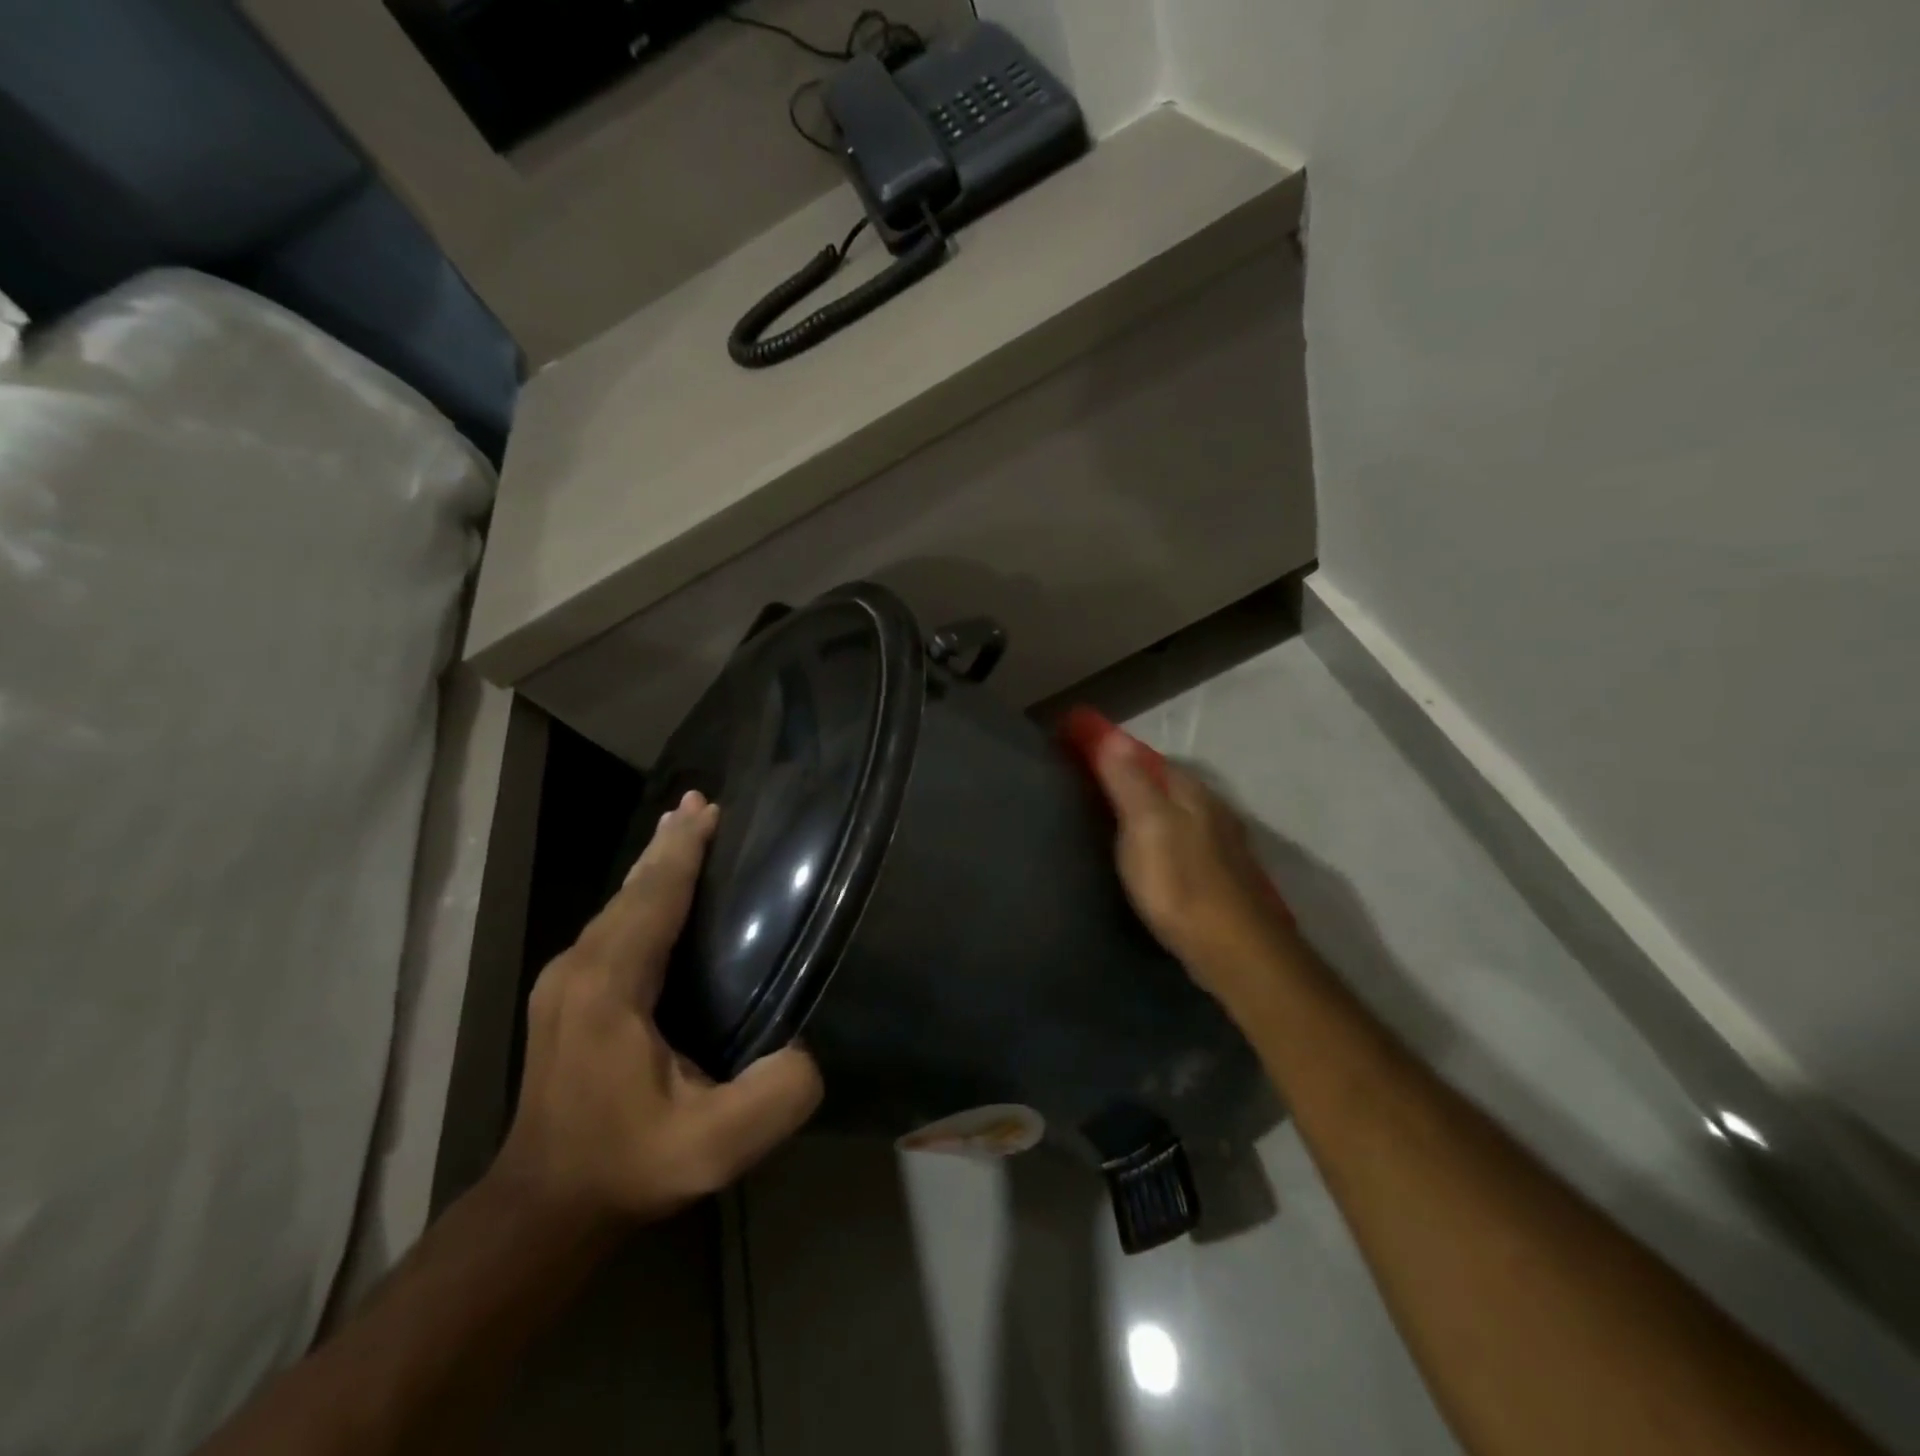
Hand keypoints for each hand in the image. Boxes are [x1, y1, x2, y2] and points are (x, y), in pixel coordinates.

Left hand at [494, 792, 822, 1230]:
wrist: (544, 1208)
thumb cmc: (628, 1167)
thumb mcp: (713, 1149)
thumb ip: (773, 1097)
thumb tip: (806, 1046)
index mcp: (609, 988)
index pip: (652, 898)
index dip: (683, 851)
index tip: (711, 809)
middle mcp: (578, 968)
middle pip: (632, 888)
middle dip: (670, 843)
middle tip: (703, 801)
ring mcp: (564, 980)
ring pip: (619, 902)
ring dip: (655, 863)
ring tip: (685, 825)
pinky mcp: (566, 993)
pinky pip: (612, 923)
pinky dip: (642, 891)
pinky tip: (658, 885)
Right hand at [1089, 729, 1299, 1001]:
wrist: (1234, 950)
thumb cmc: (1180, 882)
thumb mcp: (1146, 825)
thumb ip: (1129, 780)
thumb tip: (1112, 734)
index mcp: (1190, 790)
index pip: (1146, 756)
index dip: (1112, 750)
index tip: (1079, 748)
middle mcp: (1210, 808)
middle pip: (1164, 783)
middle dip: (1132, 778)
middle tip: (1091, 785)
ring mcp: (1221, 843)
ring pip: (1177, 813)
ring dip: (1150, 808)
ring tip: (1115, 818)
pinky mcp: (1221, 876)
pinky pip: (1183, 841)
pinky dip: (1163, 837)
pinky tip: (1151, 854)